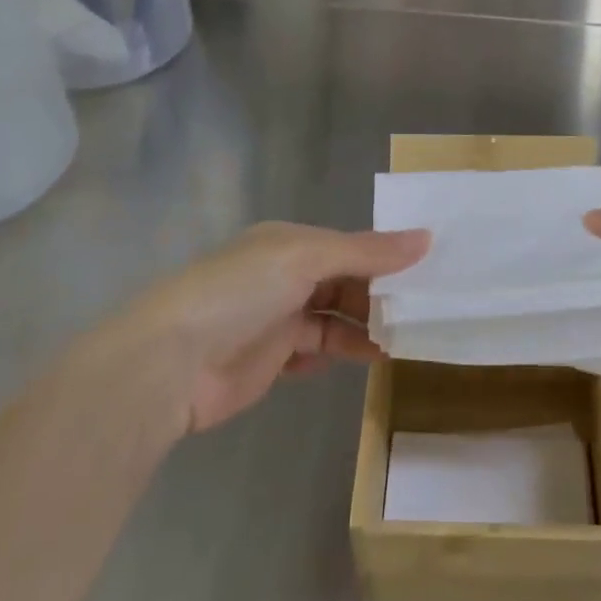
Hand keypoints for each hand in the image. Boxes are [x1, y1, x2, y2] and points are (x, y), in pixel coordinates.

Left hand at [120, 222, 428, 433]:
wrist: (171, 362)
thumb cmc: (240, 293)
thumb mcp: (306, 258)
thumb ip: (367, 252)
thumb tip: (427, 237)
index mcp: (290, 243)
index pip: (350, 247)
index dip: (387, 259)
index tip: (429, 273)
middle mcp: (285, 276)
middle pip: (345, 283)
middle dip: (380, 297)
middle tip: (424, 314)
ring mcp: (277, 319)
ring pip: (334, 319)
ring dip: (364, 329)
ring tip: (401, 343)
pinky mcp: (270, 359)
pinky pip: (314, 351)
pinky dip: (335, 354)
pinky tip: (357, 359)